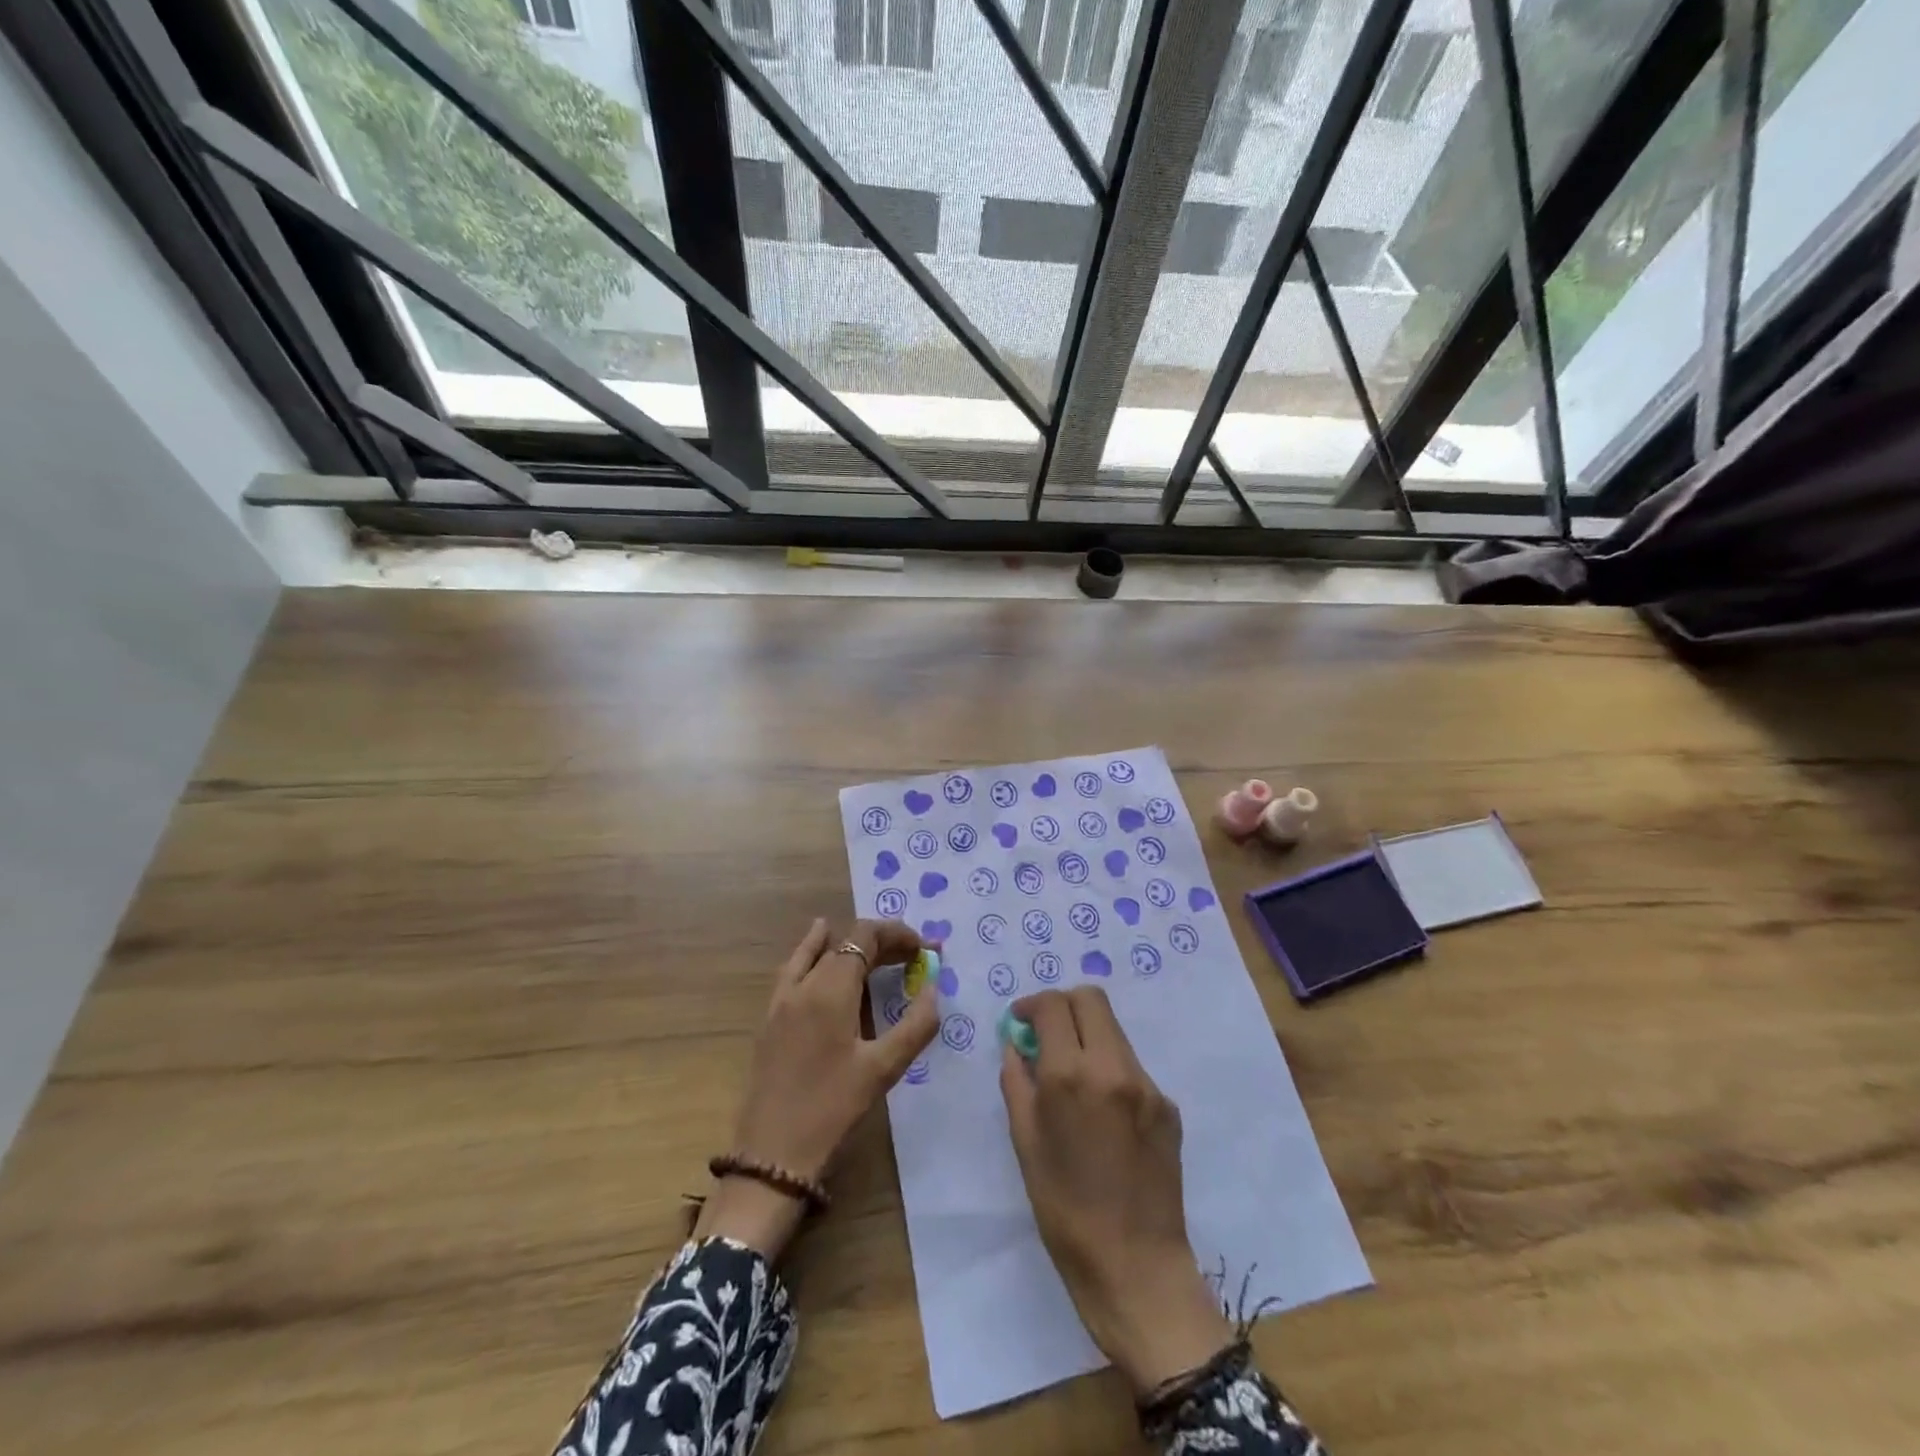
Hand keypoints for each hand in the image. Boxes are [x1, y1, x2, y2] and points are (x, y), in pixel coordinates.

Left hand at [696, 919, 937, 1259]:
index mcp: (831, 989)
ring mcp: (782, 999)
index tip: (924, 950)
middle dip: (881, 942)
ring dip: (849, 947)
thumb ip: (915, 1024)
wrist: (772, 1154)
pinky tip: (821, 957)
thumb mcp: (884, 1069)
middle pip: (844, 942)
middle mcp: (804, 983)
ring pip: (818, 952)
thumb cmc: (832, 1109)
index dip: (897, 934)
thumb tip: (932, 988)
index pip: (865, 936)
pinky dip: (813, 953)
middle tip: (913, 958)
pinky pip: (795, 969)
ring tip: (878, 953)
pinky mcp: (770, 1017)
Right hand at [1000, 987, 1232, 1394]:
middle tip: (1047, 1035)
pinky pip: (1131, 1068)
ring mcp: (1147, 1084)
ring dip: (1088, 1037)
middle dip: (1063, 1006)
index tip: (1021, 1022)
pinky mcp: (1168, 1105)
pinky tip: (1102, 1115)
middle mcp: (1113, 1067)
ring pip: (1113, 1031)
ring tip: (1072, 1077)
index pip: (1053, 1004)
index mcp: (1071, 1075)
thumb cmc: (1064, 1209)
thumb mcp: (1025, 1142)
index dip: (1032, 1005)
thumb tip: (1017, 1045)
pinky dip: (1110, 1071)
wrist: (1135, 1266)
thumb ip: (1017, 1081)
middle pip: (1090, 999)